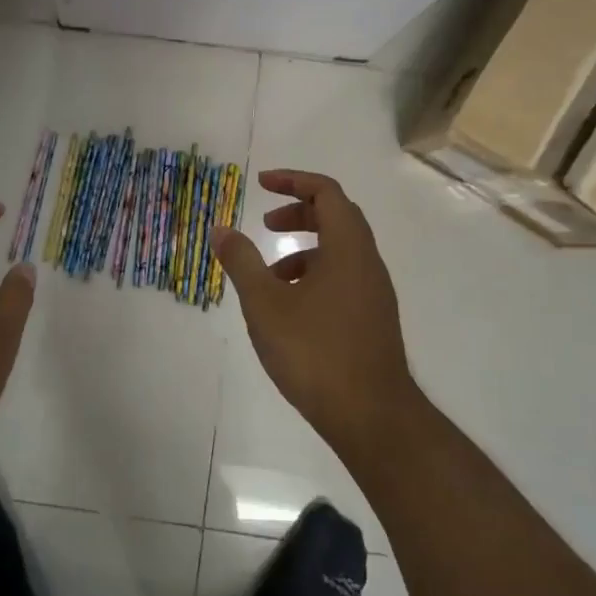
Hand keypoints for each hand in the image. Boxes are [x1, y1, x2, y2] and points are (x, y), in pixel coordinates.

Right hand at [212, 170, 418, 463]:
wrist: (371, 415)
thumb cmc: (314, 352)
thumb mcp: (265, 304)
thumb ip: (242, 262)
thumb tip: (220, 229)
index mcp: (347, 248)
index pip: (326, 192)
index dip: (293, 180)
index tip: (262, 184)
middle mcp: (368, 263)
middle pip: (337, 217)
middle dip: (299, 212)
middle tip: (266, 223)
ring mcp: (374, 292)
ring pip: (341, 251)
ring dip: (305, 248)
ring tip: (269, 274)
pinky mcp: (373, 318)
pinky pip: (344, 277)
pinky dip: (315, 274)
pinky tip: (290, 308)